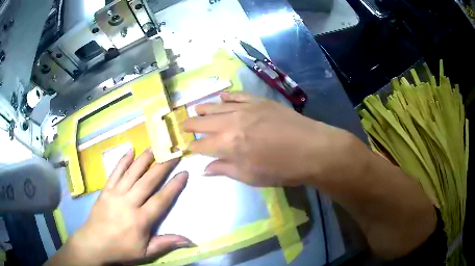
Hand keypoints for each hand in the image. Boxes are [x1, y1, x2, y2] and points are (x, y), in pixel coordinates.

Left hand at [47, 149, 191, 265]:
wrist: (93, 243)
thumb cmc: (121, 249)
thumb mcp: (146, 253)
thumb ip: (165, 243)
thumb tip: (189, 240)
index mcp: (140, 219)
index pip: (161, 199)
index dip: (174, 186)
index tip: (184, 173)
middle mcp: (129, 202)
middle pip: (148, 181)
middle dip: (163, 166)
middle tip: (173, 153)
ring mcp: (115, 194)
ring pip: (132, 172)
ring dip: (145, 158)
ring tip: (156, 146)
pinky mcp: (105, 190)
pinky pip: (115, 172)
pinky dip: (123, 160)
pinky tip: (130, 150)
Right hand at [183, 92, 357, 187]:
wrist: (312, 149)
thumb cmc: (282, 169)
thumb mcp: (251, 176)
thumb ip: (225, 170)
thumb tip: (204, 169)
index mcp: (228, 145)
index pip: (202, 145)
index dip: (193, 146)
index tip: (187, 147)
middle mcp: (231, 123)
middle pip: (204, 123)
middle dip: (191, 125)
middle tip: (182, 125)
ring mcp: (246, 109)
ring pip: (217, 107)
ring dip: (204, 109)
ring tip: (195, 110)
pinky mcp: (259, 101)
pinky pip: (237, 96)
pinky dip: (227, 98)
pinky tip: (220, 98)